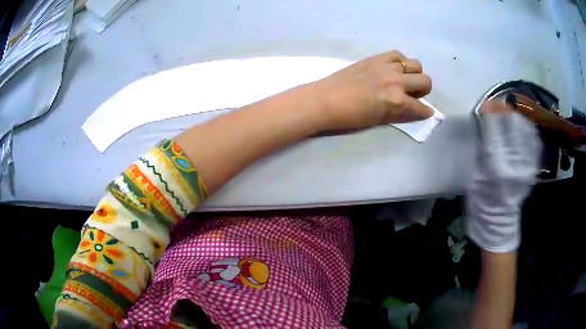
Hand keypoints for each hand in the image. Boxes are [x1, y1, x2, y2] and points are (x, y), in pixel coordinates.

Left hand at [313, 51, 432, 130]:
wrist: (325, 99)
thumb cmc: (350, 116)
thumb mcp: (379, 120)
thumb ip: (401, 113)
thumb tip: (416, 109)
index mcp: (396, 101)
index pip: (421, 107)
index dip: (425, 111)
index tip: (425, 111)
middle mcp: (396, 81)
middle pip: (426, 81)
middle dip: (423, 91)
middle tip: (412, 94)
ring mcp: (387, 66)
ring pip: (415, 64)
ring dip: (414, 74)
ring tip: (403, 80)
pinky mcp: (376, 57)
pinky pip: (398, 54)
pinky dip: (400, 62)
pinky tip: (393, 68)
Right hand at [466, 101, 541, 252]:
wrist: (498, 221)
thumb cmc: (482, 201)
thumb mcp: (476, 175)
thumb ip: (481, 148)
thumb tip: (484, 121)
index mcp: (496, 167)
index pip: (495, 130)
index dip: (491, 113)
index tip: (486, 105)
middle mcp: (515, 164)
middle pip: (513, 126)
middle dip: (505, 112)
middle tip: (497, 106)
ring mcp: (527, 166)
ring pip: (526, 131)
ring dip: (517, 118)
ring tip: (509, 113)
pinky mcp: (533, 168)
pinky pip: (534, 143)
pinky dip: (529, 130)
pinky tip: (522, 126)